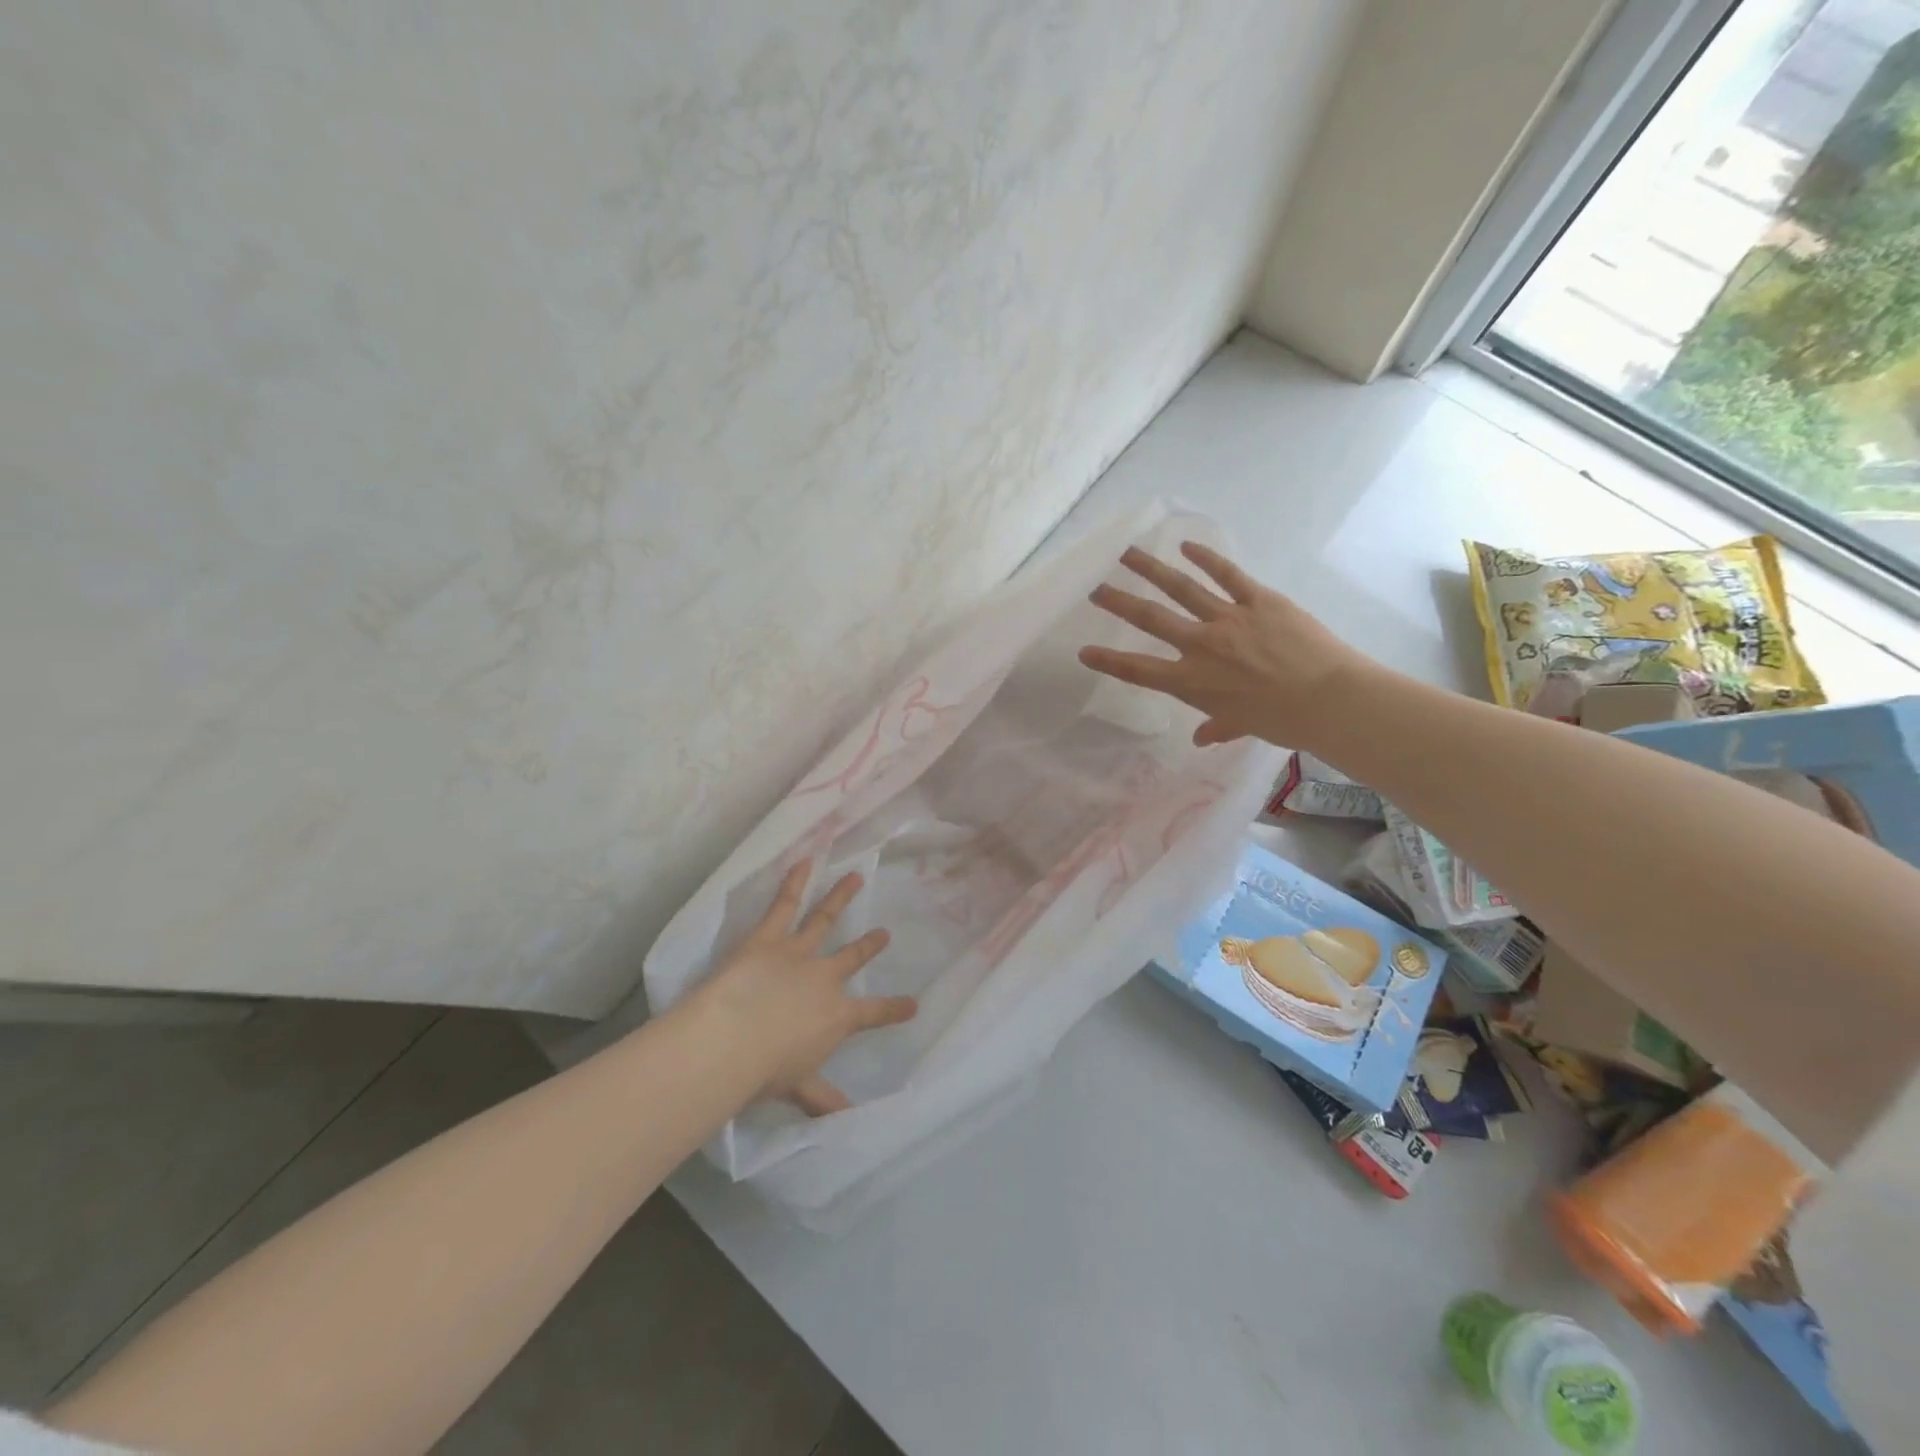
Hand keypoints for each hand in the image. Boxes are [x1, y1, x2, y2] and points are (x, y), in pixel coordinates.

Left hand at [684, 861, 916, 1115]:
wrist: (733, 1039)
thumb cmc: (766, 1070)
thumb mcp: (798, 1088)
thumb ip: (823, 1100)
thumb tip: (848, 1122)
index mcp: (836, 1016)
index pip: (873, 1014)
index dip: (894, 1009)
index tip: (913, 1004)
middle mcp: (825, 979)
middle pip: (851, 958)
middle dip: (868, 945)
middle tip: (883, 934)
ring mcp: (799, 953)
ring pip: (824, 919)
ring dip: (840, 897)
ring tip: (856, 877)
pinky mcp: (769, 937)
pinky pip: (784, 905)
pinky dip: (794, 881)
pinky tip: (804, 860)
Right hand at [1078, 542, 1364, 748]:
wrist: (1329, 699)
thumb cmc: (1283, 721)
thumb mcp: (1242, 727)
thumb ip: (1218, 727)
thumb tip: (1201, 739)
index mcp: (1192, 682)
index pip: (1138, 670)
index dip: (1108, 661)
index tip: (1083, 650)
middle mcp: (1201, 646)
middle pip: (1151, 619)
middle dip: (1119, 603)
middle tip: (1095, 589)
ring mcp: (1228, 619)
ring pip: (1181, 588)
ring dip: (1151, 569)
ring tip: (1128, 553)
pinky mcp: (1258, 600)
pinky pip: (1228, 575)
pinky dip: (1206, 558)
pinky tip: (1186, 546)